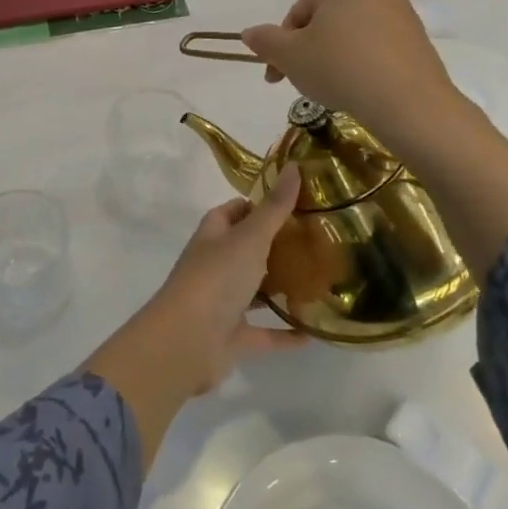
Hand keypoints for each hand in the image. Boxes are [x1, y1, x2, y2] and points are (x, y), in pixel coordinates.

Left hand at [84, 165, 304, 462]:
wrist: (186, 342)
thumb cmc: (216, 279)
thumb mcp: (250, 237)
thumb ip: (275, 208)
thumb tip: (293, 166)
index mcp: (213, 236)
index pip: (234, 211)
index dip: (258, 205)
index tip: (294, 202)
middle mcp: (216, 265)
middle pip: (247, 249)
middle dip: (277, 246)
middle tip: (318, 240)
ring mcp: (222, 302)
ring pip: (256, 290)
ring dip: (282, 288)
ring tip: (321, 280)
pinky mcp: (233, 337)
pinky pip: (265, 333)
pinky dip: (285, 332)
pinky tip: (314, 332)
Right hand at [240, 0, 462, 150]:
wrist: (408, 102)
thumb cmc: (340, 66)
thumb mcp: (290, 55)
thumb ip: (266, 41)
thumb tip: (248, 33)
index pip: (299, 11)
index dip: (282, 46)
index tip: (276, 76)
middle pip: (325, 20)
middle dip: (308, 50)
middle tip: (301, 83)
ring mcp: (401, 11)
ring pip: (350, 35)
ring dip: (332, 58)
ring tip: (330, 90)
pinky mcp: (417, 39)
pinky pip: (375, 48)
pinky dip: (359, 65)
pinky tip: (357, 90)